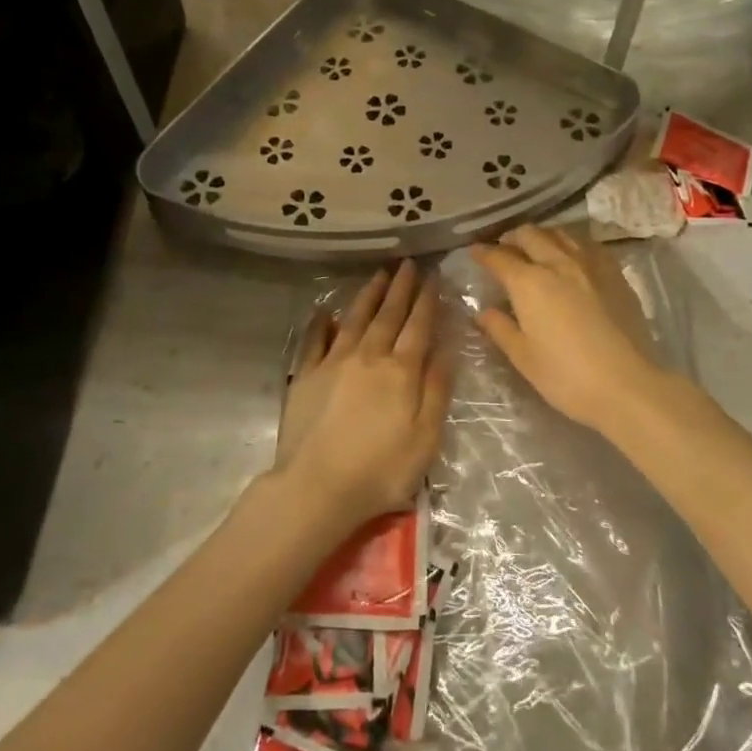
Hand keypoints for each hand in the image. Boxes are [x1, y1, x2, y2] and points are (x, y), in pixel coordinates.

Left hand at [273, 261, 451, 531]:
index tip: (432, 276)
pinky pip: (315, 340)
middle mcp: (368, 356)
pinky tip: (325, 311)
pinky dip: (321, 322)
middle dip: (400, 288)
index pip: (418, 326)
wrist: (318, 486)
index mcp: (401, 371)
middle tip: (406, 264)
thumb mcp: (425, 437)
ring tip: (378, 275)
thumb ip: (436, 390)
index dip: (427, 300)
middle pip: (387, 315)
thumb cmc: (380, 469)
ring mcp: (333, 362)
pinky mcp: (305, 375)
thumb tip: (446, 349)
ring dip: (368, 295)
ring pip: (354, 319)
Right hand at [471, 226, 667, 433]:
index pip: (499, 258)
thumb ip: (500, 328)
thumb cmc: (566, 376)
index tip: (474, 252)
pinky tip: (573, 256)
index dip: (483, 253)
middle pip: (531, 235)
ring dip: (543, 236)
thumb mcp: (523, 357)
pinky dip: (572, 244)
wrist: (627, 385)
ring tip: (536, 247)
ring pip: (561, 234)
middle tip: (504, 247)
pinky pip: (589, 246)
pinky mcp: (615, 275)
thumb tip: (483, 311)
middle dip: (512, 238)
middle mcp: (558, 264)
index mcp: (529, 283)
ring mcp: (590, 265)